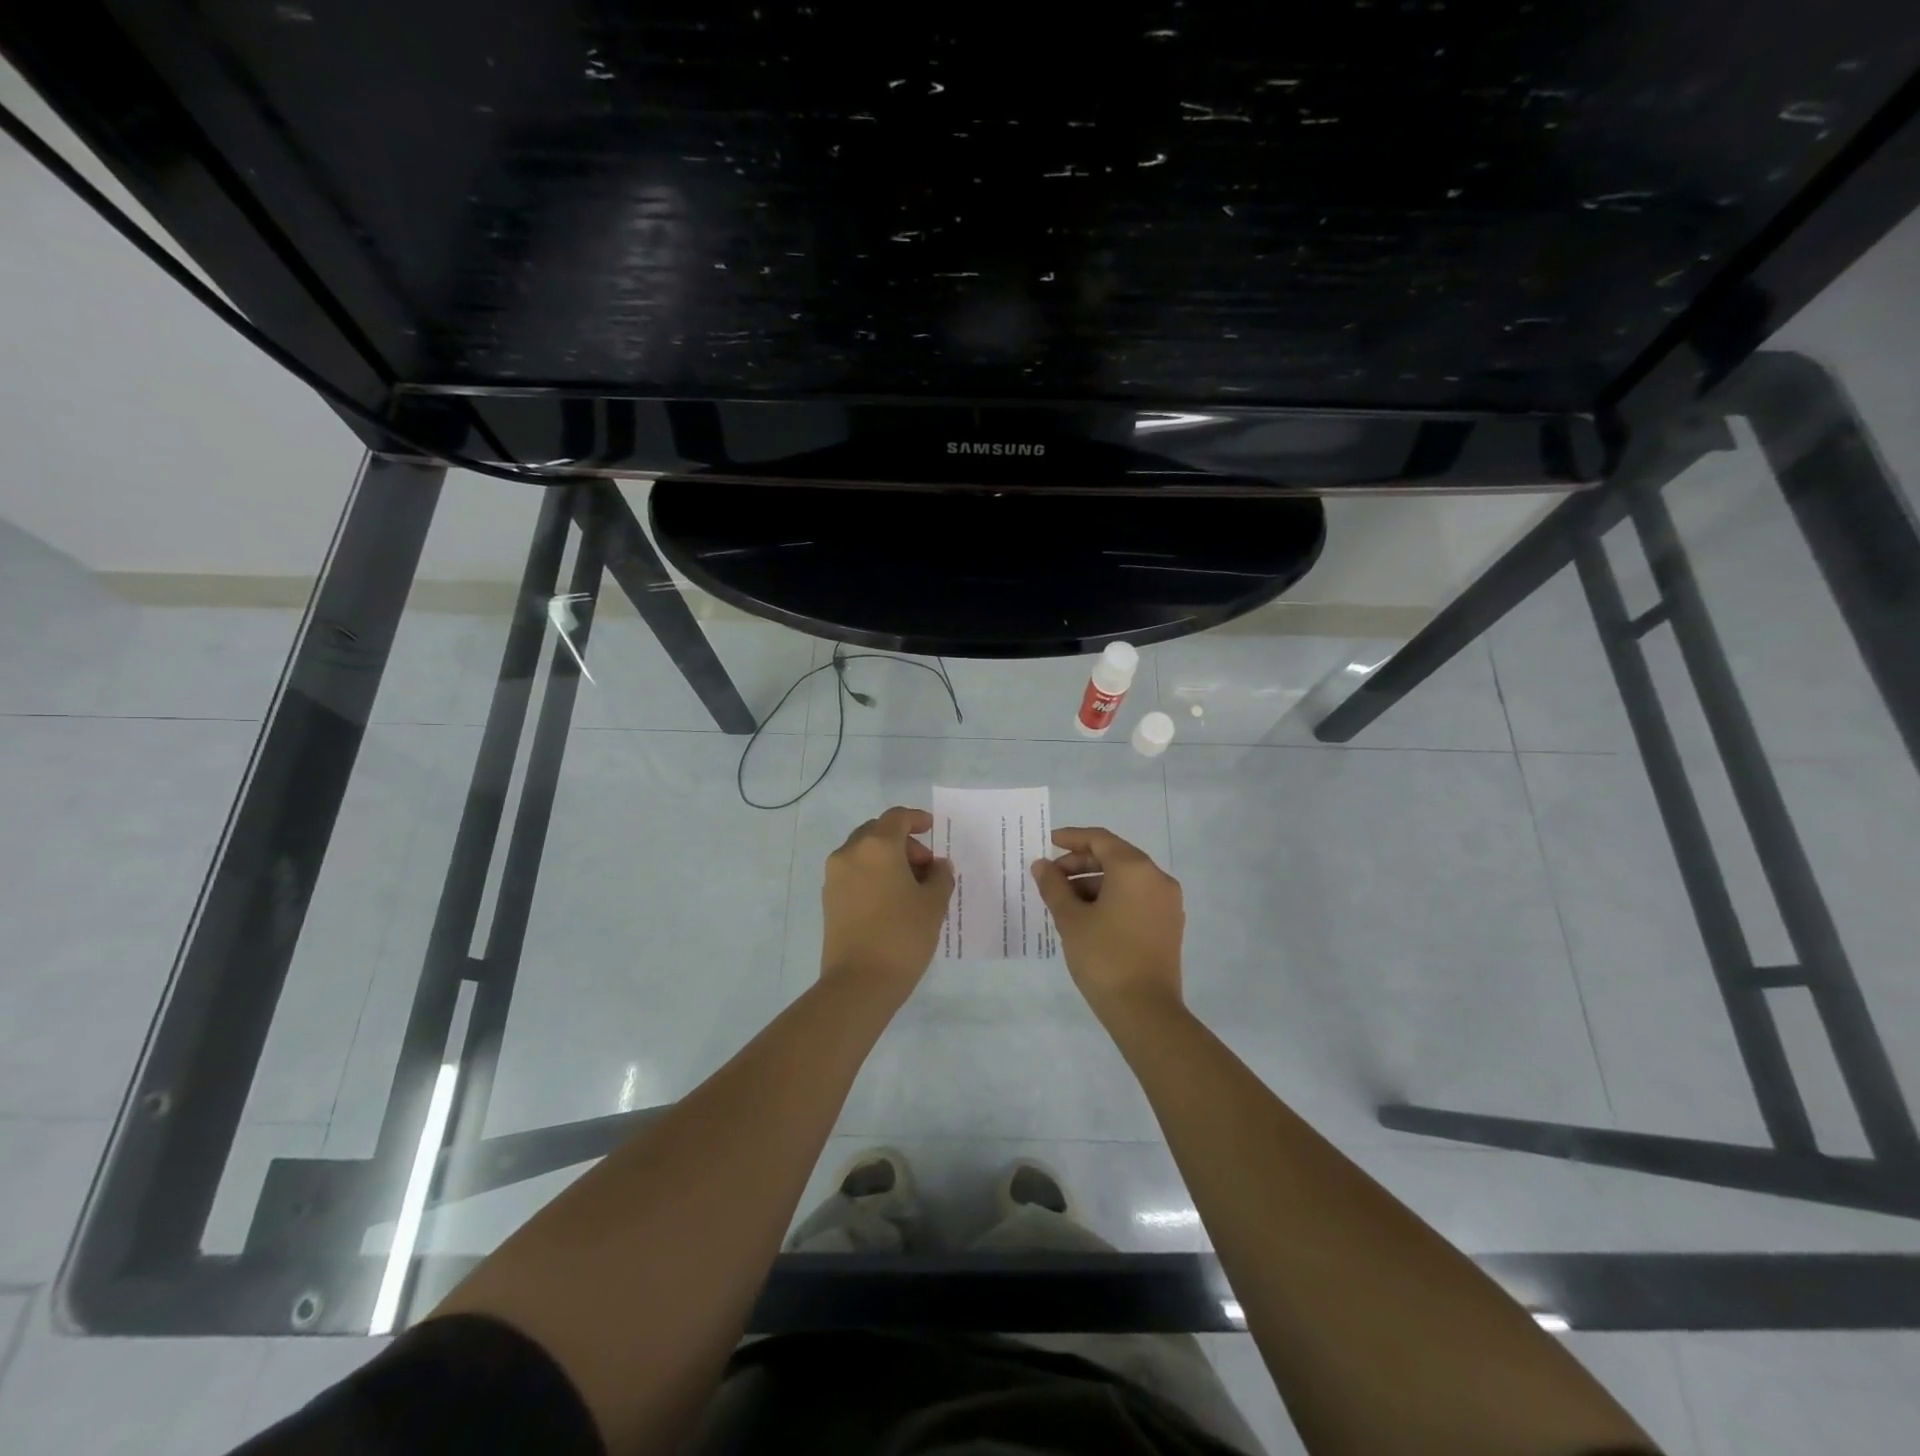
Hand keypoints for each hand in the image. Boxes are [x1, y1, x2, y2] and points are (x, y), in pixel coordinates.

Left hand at [820, 806, 954, 995]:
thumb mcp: (933, 904)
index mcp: (877, 846)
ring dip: (887, 859)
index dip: (916, 819)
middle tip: (925, 866)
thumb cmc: (902, 936)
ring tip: (911, 886)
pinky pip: (854, 872)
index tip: (931, 829)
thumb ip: (940, 876)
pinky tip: (892, 900)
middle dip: (903, 842)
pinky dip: (873, 874)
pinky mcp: (829, 899)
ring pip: (863, 852)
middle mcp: (850, 853)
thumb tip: (937, 866)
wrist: (859, 982)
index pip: (896, 818)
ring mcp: (835, 876)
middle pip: (877, 832)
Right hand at [1031, 826, 1183, 1020]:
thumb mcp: (1071, 919)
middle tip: (1051, 877)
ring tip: (1064, 901)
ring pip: (1126, 879)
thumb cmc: (1104, 957)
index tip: (1048, 842)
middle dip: (1080, 864)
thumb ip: (1054, 886)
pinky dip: (1112, 898)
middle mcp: (1157, 878)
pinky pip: (1137, 897)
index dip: (1072, 838)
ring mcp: (1167, 902)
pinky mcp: (1168, 924)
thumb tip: (1042, 865)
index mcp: (1135, 869)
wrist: (1145, 1010)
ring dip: (1094, 883)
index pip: (1100, 840)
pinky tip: (1088, 916)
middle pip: (1115, 857)